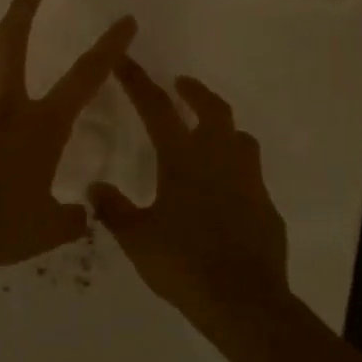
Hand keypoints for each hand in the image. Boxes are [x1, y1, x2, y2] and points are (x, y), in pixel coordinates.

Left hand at [0, 0, 136, 272]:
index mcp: (42, 125)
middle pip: (11, 41)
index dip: (109, 46)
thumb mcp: (49, 228)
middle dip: (23, 9)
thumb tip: (80, 217)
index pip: (86, 77)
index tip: (124, 20)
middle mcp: (5, 106)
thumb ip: (70, 218)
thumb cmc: (4, 226)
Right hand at [90, 59, 289, 334]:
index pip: (156, 108)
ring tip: (207, 134)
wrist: (244, 301)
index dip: (138, 82)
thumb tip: (95, 187)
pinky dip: (235, 171)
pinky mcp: (266, 207)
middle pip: (212, 109)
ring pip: (240, 138)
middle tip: (180, 85)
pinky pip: (250, 176)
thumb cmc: (184, 263)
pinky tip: (224, 192)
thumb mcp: (137, 238)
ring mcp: (248, 182)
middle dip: (195, 91)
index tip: (126, 60)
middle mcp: (219, 159)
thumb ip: (114, 209)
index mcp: (183, 159)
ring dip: (222, 128)